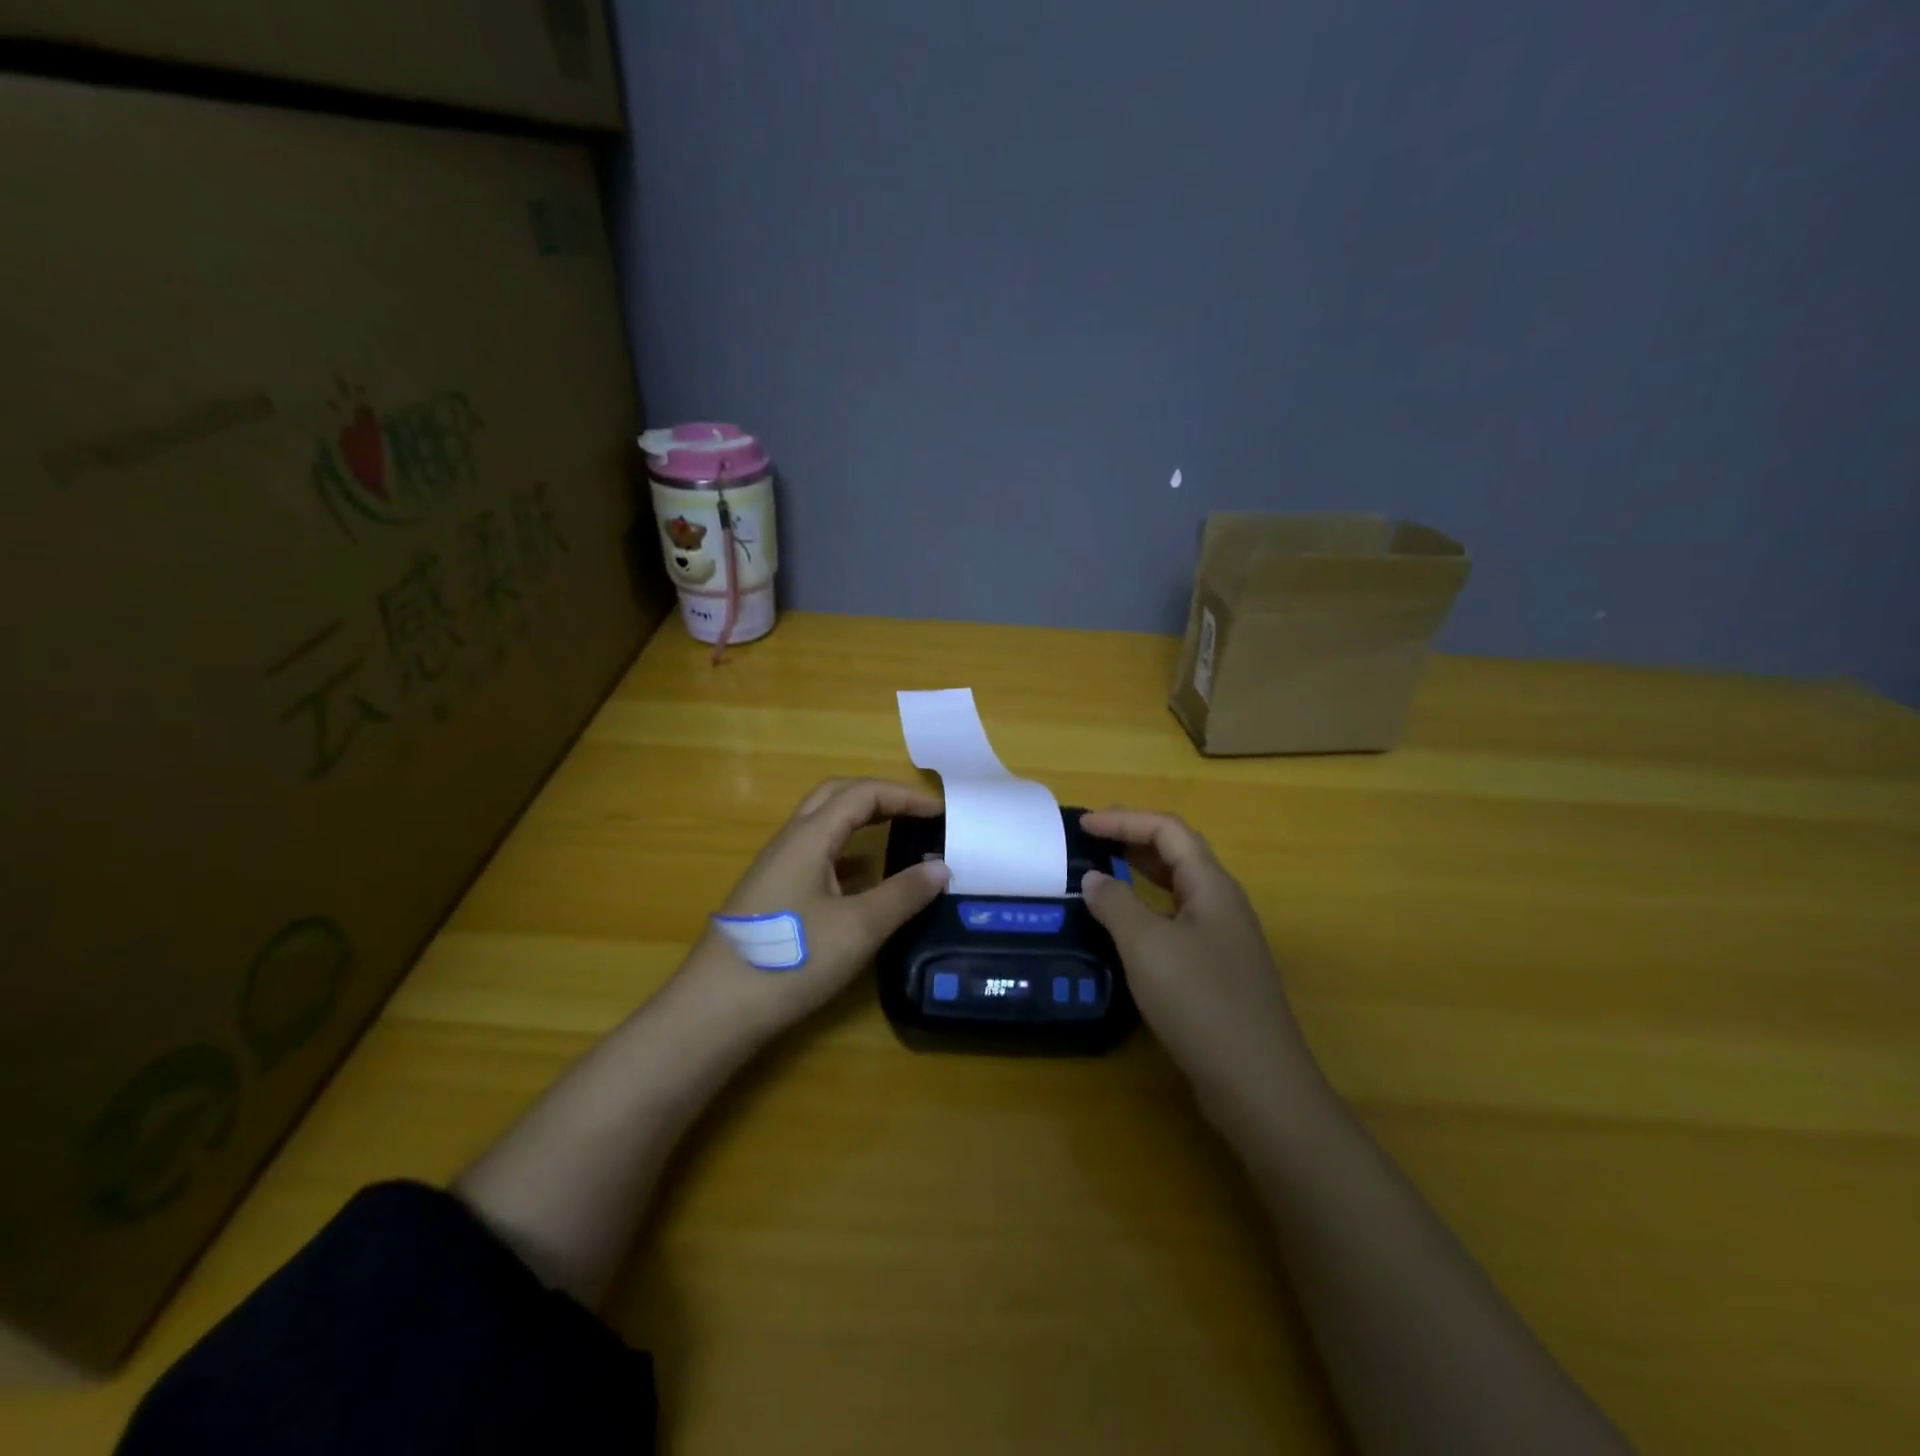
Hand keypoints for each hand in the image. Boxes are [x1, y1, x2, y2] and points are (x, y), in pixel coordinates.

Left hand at [681, 778, 949, 1037]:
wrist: (715, 1009)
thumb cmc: (791, 960)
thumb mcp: (858, 928)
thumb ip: (903, 894)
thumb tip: (941, 867)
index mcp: (809, 837)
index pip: (861, 794)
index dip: (903, 795)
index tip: (939, 812)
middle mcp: (790, 842)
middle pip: (836, 797)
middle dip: (880, 796)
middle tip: (916, 812)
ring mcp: (777, 868)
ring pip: (823, 826)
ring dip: (861, 821)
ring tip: (897, 835)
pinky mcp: (773, 894)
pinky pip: (816, 855)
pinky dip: (848, 853)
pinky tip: (864, 880)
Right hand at [1080, 810, 1323, 1129]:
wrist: (1257, 1083)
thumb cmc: (1200, 1001)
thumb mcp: (1146, 945)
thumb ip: (1116, 904)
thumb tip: (1094, 878)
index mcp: (1211, 885)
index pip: (1168, 830)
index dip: (1125, 820)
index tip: (1084, 825)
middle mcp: (1222, 904)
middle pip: (1177, 854)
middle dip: (1133, 839)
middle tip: (1091, 841)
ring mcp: (1223, 939)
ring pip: (1178, 889)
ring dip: (1141, 874)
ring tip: (1102, 874)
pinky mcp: (1217, 970)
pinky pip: (1177, 921)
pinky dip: (1147, 910)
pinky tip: (1125, 930)